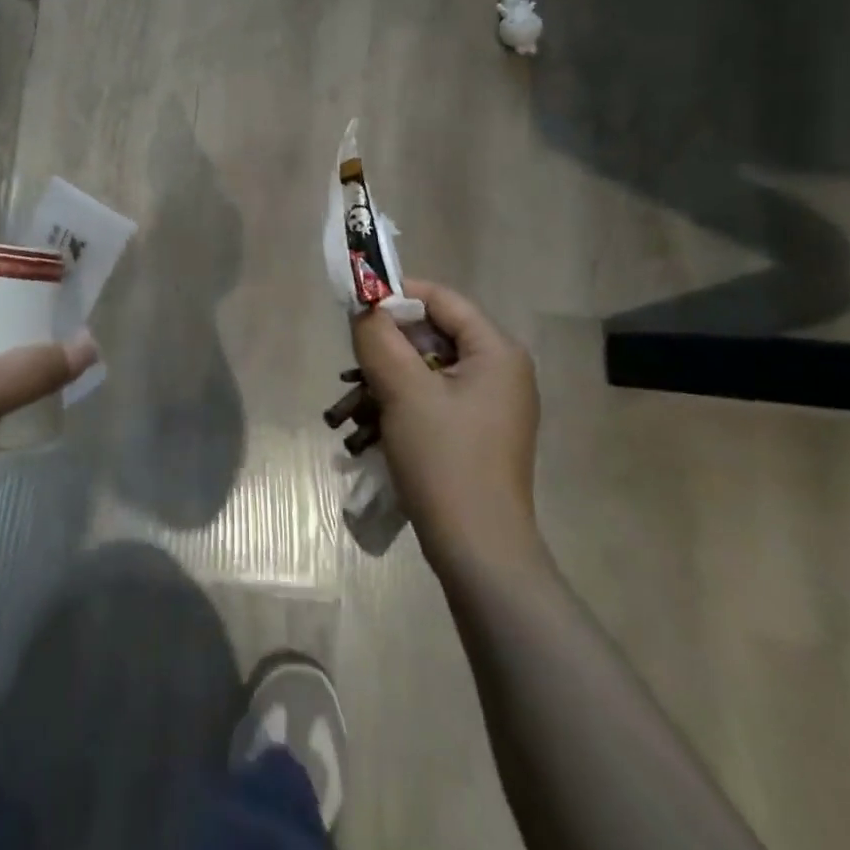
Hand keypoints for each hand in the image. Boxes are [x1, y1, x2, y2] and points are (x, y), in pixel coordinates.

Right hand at [349, 279, 540, 566]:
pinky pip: (431, 400)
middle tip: (350, 369)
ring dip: (385, 382)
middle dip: (385, 349)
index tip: (355, 311)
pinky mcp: (474, 433)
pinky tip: (368, 431)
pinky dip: (399, 406)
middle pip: (432, 335)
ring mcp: (488, 405)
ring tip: (349, 409)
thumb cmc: (445, 461)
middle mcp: (499, 371)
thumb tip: (363, 305)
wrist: (478, 552)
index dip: (396, 297)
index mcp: (496, 352)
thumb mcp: (403, 391)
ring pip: (426, 370)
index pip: (441, 299)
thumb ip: (378, 338)